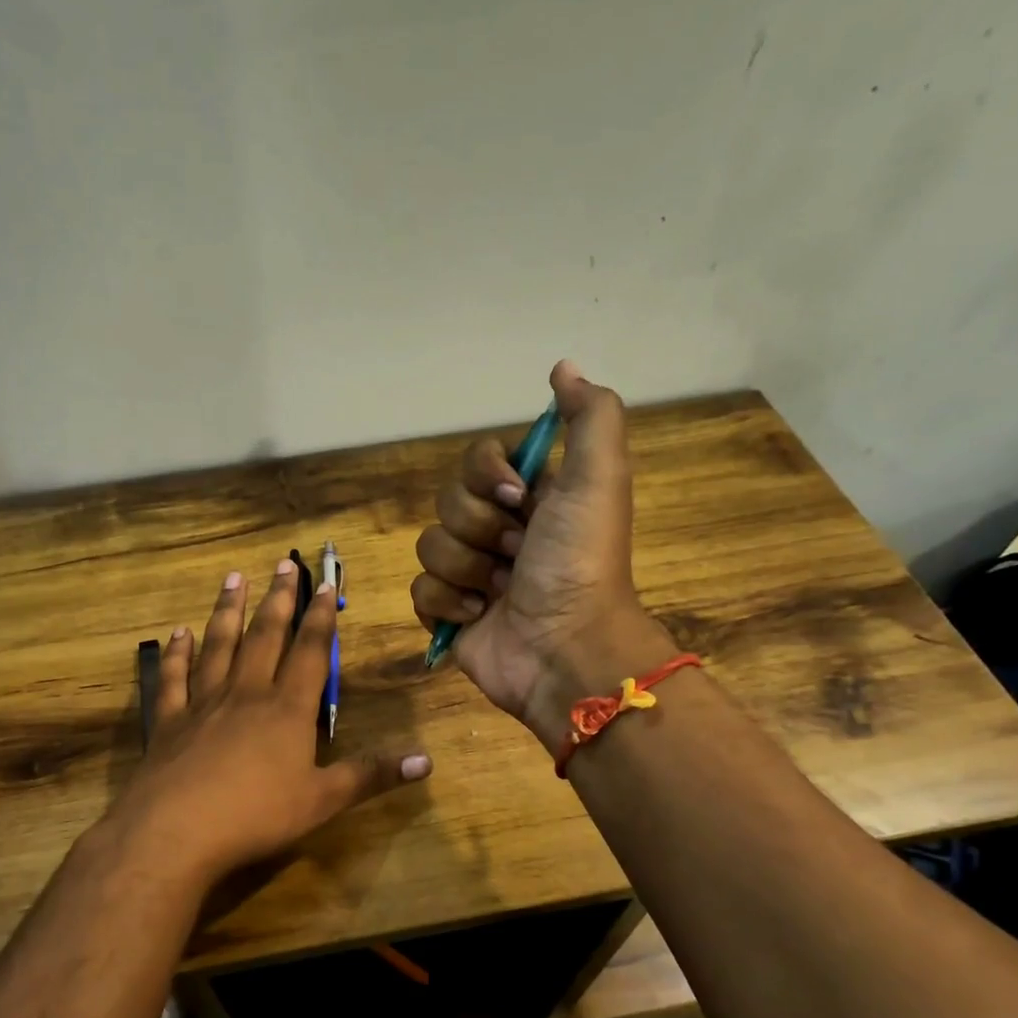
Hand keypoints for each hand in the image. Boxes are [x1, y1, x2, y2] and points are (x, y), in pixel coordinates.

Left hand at [112, 559, 431, 884]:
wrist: (176, 831)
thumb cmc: (257, 815)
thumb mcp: (323, 800)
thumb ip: (372, 775)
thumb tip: (427, 760)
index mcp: (287, 709)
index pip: (309, 652)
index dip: (319, 618)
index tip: (323, 584)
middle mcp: (246, 694)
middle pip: (265, 637)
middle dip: (278, 599)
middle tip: (283, 563)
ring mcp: (204, 704)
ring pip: (219, 646)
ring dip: (228, 610)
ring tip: (234, 578)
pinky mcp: (169, 721)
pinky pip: (174, 678)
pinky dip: (178, 653)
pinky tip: (178, 633)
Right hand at [411, 360, 674, 753]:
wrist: (565, 650)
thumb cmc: (580, 562)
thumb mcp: (599, 478)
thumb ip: (589, 416)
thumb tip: (563, 367)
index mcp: (531, 499)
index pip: (476, 460)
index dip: (487, 475)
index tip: (517, 498)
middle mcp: (500, 531)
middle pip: (447, 502)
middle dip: (480, 529)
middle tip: (517, 554)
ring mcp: (472, 575)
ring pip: (429, 546)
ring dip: (466, 570)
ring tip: (500, 593)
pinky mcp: (449, 614)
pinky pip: (419, 590)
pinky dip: (447, 604)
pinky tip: (479, 617)